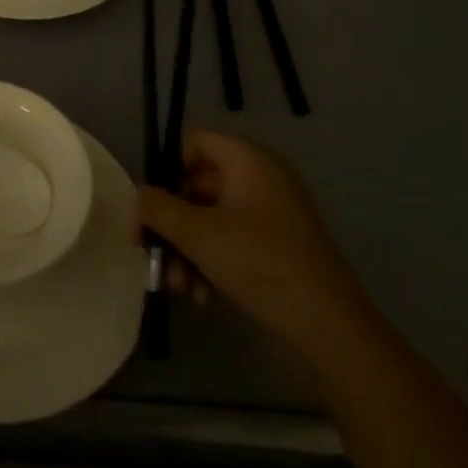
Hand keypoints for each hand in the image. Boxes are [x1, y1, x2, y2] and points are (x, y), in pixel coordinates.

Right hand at [138, 131, 372, 356]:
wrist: (328, 324)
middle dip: (171, 225)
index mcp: (249, 161)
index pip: (194, 143)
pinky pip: (230, 241)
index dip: (166, 170)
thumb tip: (139, 196)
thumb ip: (158, 208)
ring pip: (210, 219)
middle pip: (197, 186)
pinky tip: (202, 296)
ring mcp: (271, 213)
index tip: (149, 207)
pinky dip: (210, 262)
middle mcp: (261, 178)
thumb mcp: (197, 234)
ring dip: (186, 250)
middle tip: (150, 255)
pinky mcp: (276, 245)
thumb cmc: (259, 263)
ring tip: (178, 287)